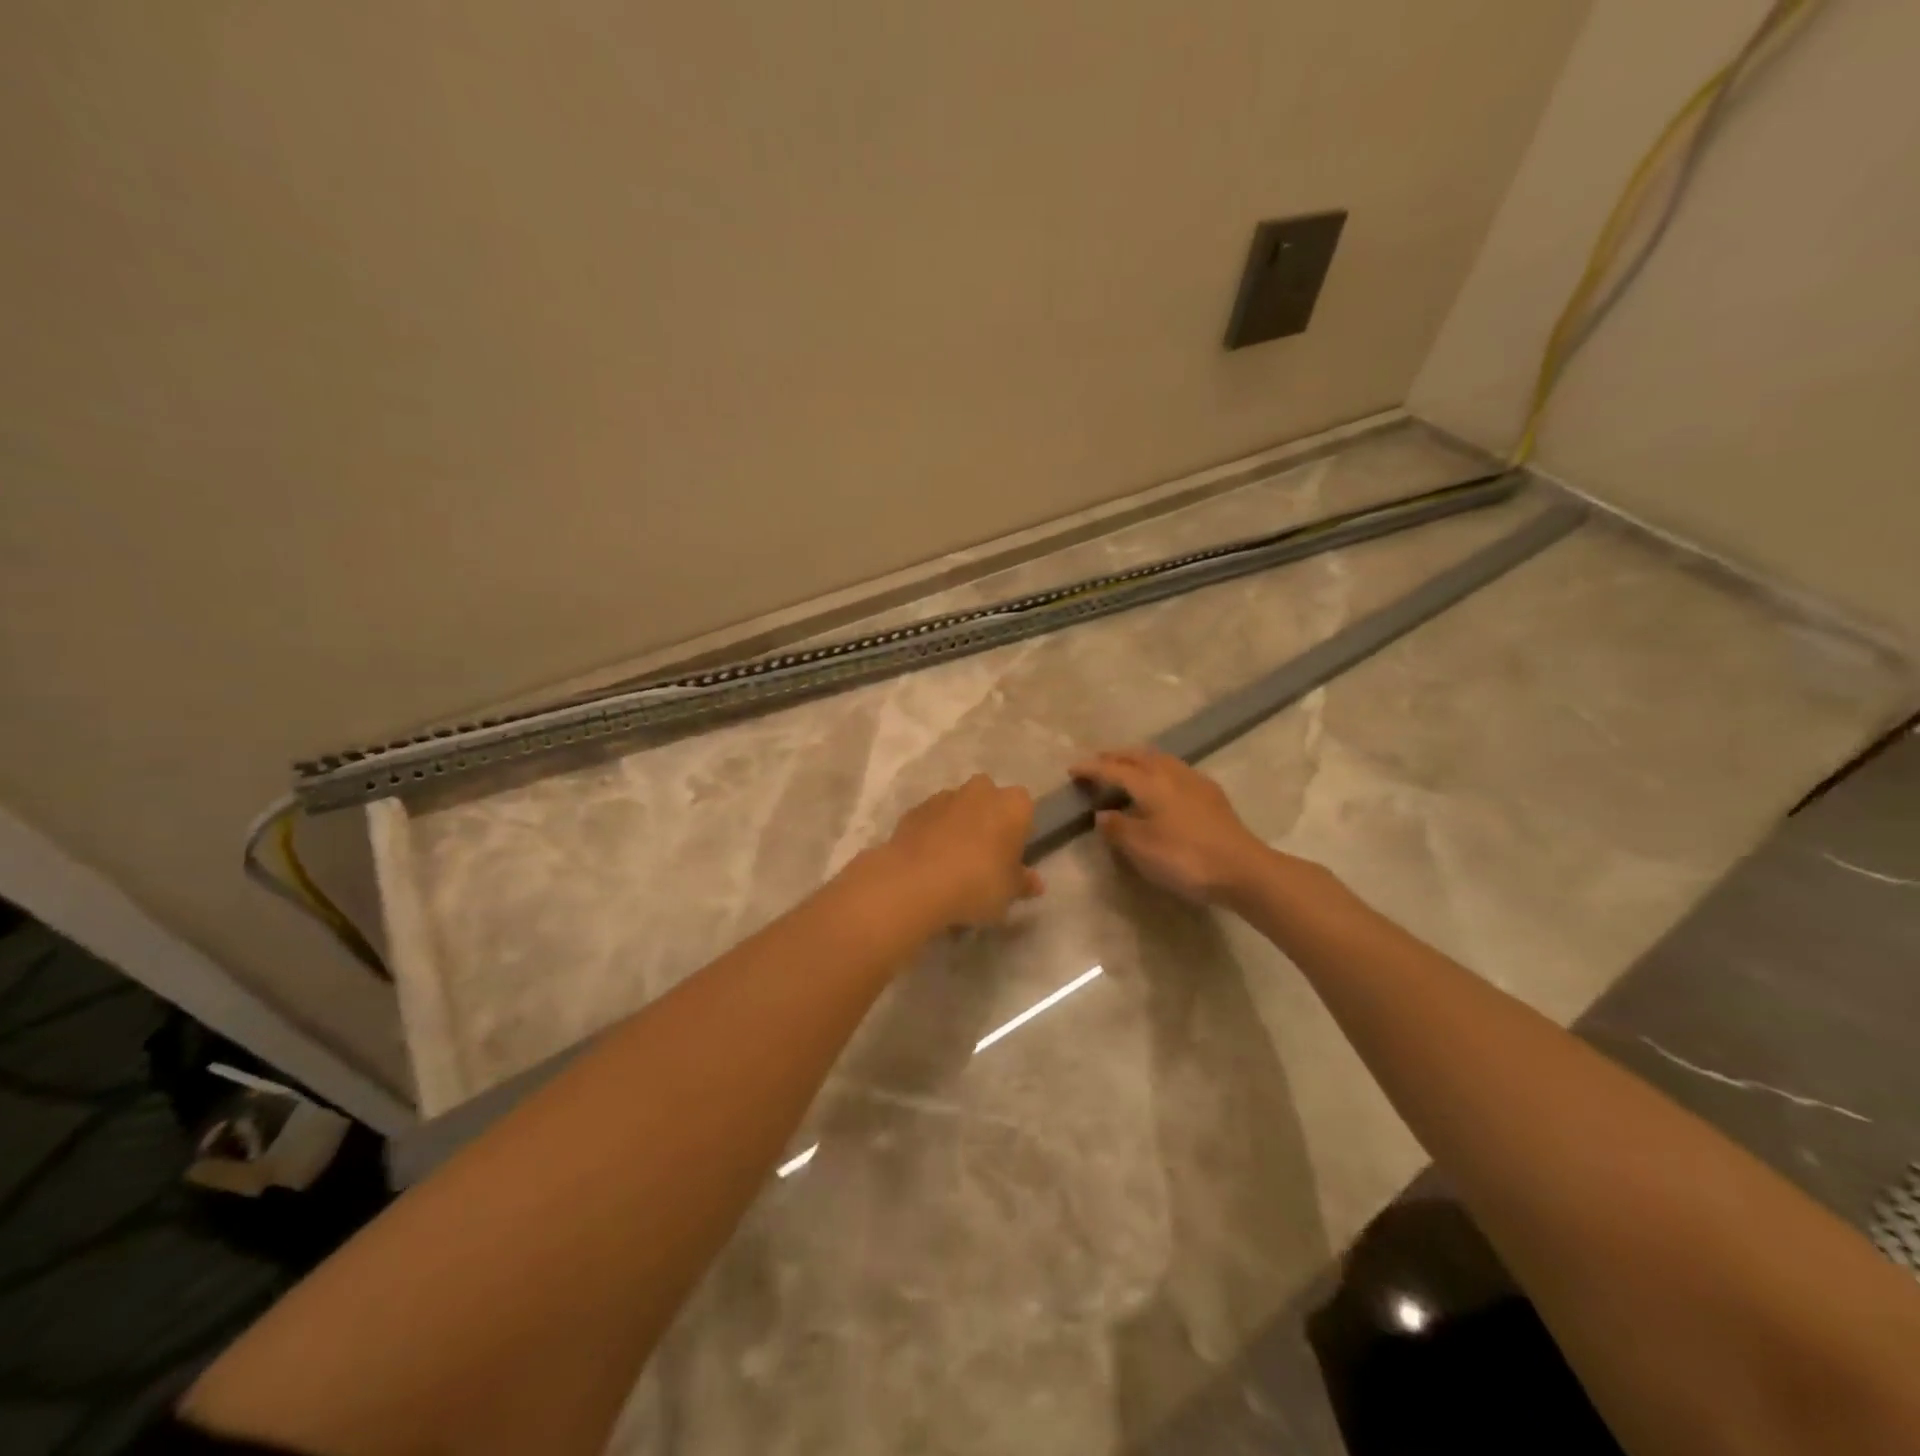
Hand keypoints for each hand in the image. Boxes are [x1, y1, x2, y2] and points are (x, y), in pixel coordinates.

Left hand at [873, 774, 1043, 927]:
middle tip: (984, 855)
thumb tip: (1035, 883)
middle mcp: (980, 791)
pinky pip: (931, 819)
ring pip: (958, 806)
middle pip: (989, 798)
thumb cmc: (978, 883)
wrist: (915, 882)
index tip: (1011, 856)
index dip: (1019, 830)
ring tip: (951, 863)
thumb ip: (1022, 883)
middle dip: (987, 819)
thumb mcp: (1009, 892)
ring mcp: (943, 797)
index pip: (1024, 808)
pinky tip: (928, 862)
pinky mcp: (914, 810)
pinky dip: (932, 833)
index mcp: (1012, 805)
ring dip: (958, 825)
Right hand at [1071, 747, 1271, 904]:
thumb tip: (1102, 815)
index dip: (1091, 768)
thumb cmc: (1185, 858)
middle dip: (1115, 757)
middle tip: (1097, 763)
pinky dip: (1158, 770)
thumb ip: (1118, 828)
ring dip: (1138, 760)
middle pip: (1138, 756)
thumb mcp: (1141, 848)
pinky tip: (1161, 786)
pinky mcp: (1212, 795)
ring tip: (1126, 769)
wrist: (1243, 870)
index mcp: (1150, 783)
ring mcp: (1195, 781)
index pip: (1113, 769)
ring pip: (1160, 759)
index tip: (1072, 770)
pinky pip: (1176, 770)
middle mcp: (1172, 773)